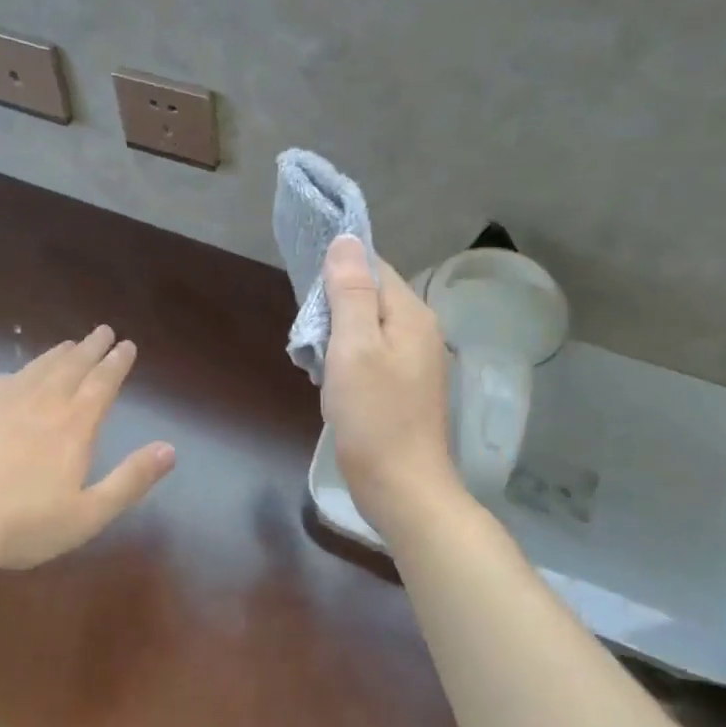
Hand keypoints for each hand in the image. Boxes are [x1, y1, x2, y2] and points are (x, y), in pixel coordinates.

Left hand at [0, 325, 176, 571]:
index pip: (102, 383)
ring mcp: (3, 402)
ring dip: (57, 354)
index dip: (116, 363)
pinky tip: (16, 375)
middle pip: (72, 366)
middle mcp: (42, 403)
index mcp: (74, 426)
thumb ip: (131, 479)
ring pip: (37, 368)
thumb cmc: (26, 525)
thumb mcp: (90, 514)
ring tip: (69, 344)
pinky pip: (1, 381)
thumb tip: (170, 449)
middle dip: (91, 347)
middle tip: (103, 331)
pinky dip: (18, 373)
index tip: (127, 344)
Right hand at [321, 236, 463, 534]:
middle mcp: (419, 331)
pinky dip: (345, 361)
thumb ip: (350, 291)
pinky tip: (331, 383)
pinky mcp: (403, 387)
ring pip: (365, 327)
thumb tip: (346, 239)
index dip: (337, 271)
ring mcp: (414, 361)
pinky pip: (369, 355)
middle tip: (309, 337)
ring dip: (335, 337)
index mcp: (411, 314)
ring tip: (315, 362)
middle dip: (332, 308)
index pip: (373, 267)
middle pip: (368, 296)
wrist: (402, 487)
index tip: (307, 293)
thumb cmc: (374, 416)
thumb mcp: (354, 347)